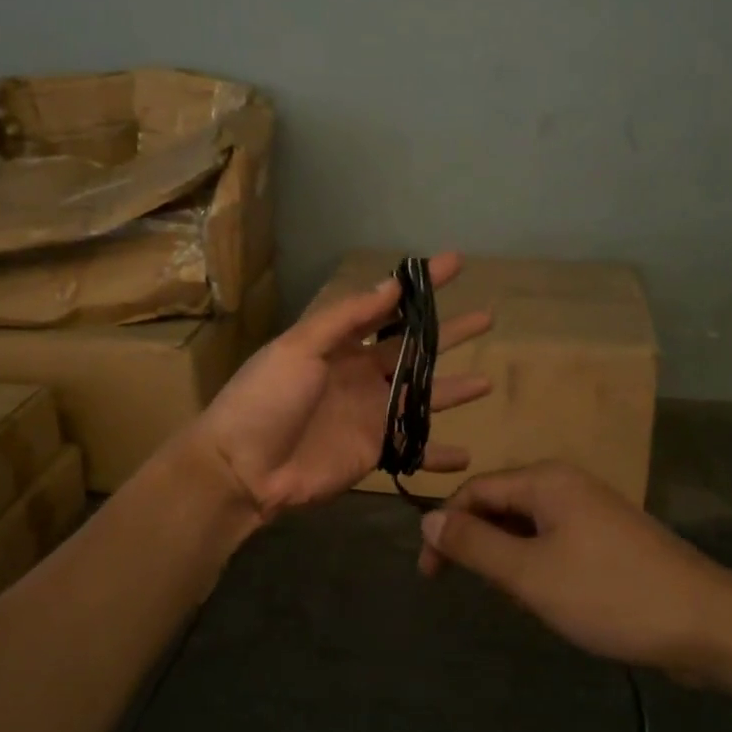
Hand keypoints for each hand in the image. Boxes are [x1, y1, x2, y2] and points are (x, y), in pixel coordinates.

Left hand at [189, 252, 493, 521]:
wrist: (242, 468)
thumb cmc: (266, 398)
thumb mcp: (299, 347)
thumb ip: (347, 318)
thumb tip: (391, 284)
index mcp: (342, 343)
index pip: (390, 306)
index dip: (422, 286)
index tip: (455, 263)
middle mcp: (363, 374)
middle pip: (417, 349)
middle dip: (451, 333)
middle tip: (488, 318)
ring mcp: (371, 413)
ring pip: (424, 396)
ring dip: (455, 389)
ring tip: (488, 383)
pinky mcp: (375, 451)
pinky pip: (414, 449)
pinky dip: (438, 454)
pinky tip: (466, 455)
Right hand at [420, 462, 730, 674]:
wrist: (705, 623)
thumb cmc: (608, 593)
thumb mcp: (529, 574)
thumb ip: (474, 545)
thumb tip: (426, 518)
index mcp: (546, 480)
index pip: (475, 491)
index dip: (446, 529)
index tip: (431, 577)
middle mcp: (567, 484)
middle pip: (502, 506)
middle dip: (481, 547)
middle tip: (476, 593)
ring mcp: (592, 510)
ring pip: (529, 528)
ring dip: (511, 561)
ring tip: (519, 602)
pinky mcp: (609, 538)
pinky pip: (556, 542)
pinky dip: (539, 567)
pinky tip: (550, 600)